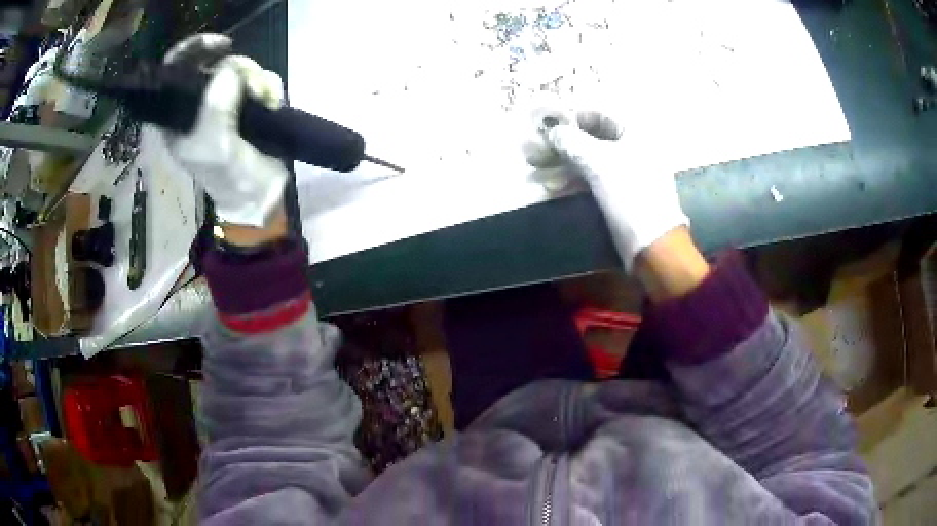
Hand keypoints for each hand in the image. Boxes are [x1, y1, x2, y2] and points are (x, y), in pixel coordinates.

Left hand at [161, 34, 288, 228]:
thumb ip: (215, 108)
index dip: (193, 49)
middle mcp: (200, 103)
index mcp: (179, 115)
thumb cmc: (228, 177)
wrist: (260, 194)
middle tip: (253, 88)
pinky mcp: (249, 103)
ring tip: (267, 103)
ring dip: (258, 80)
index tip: (221, 45)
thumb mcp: (214, 147)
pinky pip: (261, 78)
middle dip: (239, 69)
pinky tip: (273, 104)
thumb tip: (229, 71)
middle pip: (217, 64)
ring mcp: (226, 101)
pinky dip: (270, 87)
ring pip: (242, 69)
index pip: (176, 71)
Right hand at [539, 110, 688, 268]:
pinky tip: (552, 187)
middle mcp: (635, 147)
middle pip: (594, 137)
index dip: (571, 116)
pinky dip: (574, 180)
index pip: (599, 113)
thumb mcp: (598, 162)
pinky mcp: (622, 194)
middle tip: (535, 148)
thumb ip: (572, 141)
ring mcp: (630, 172)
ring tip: (536, 168)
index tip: (546, 122)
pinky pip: (595, 179)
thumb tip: (553, 131)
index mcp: (637, 132)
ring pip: (591, 159)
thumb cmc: (630, 195)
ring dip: (563, 162)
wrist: (653, 245)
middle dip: (562, 143)